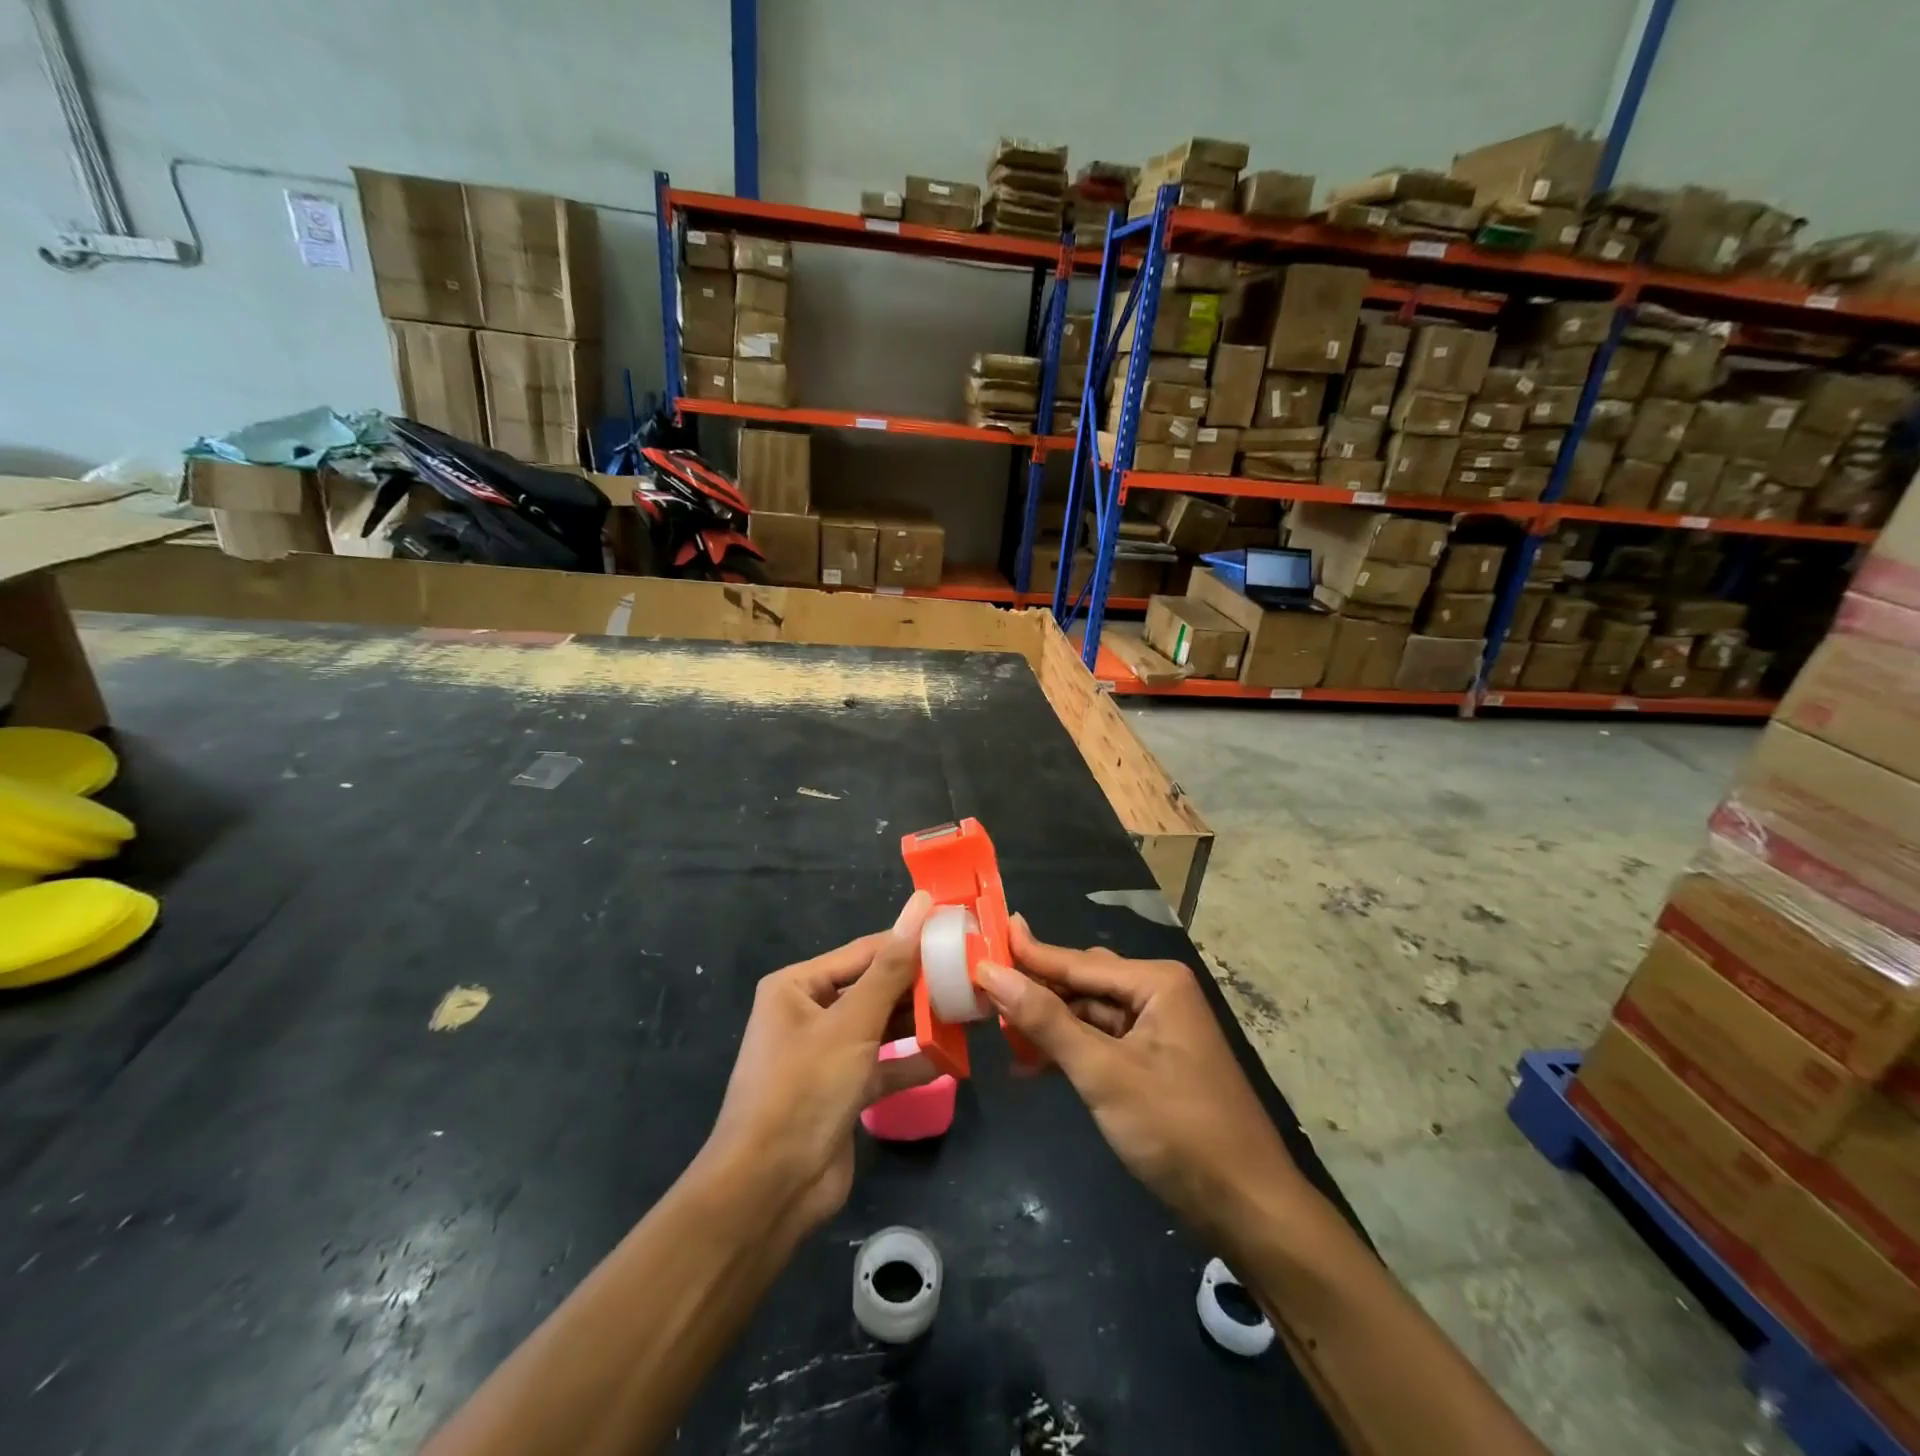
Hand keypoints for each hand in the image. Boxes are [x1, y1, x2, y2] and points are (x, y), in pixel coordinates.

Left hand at [700, 892, 937, 1237]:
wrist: (768, 1190)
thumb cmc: (805, 1088)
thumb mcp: (852, 1022)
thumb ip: (892, 967)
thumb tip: (920, 904)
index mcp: (798, 986)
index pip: (865, 952)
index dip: (910, 942)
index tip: (958, 934)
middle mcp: (809, 1013)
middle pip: (874, 988)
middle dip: (919, 986)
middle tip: (972, 976)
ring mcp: (826, 1055)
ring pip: (882, 1027)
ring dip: (920, 1023)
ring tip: (970, 1011)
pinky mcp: (842, 1091)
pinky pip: (883, 1066)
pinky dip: (913, 1063)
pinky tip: (951, 1058)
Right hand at [976, 915, 1303, 1240]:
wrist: (1248, 1208)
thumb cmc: (1177, 1129)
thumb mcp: (1104, 1073)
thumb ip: (1046, 1021)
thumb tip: (992, 972)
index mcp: (1154, 982)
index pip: (1075, 962)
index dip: (1024, 956)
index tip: (978, 942)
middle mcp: (1157, 994)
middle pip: (1081, 984)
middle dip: (1034, 992)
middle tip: (979, 991)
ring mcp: (1157, 1029)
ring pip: (1088, 1015)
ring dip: (1047, 1026)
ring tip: (997, 1032)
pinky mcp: (1153, 1062)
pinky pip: (1101, 1042)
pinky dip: (1069, 1052)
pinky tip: (1032, 1065)